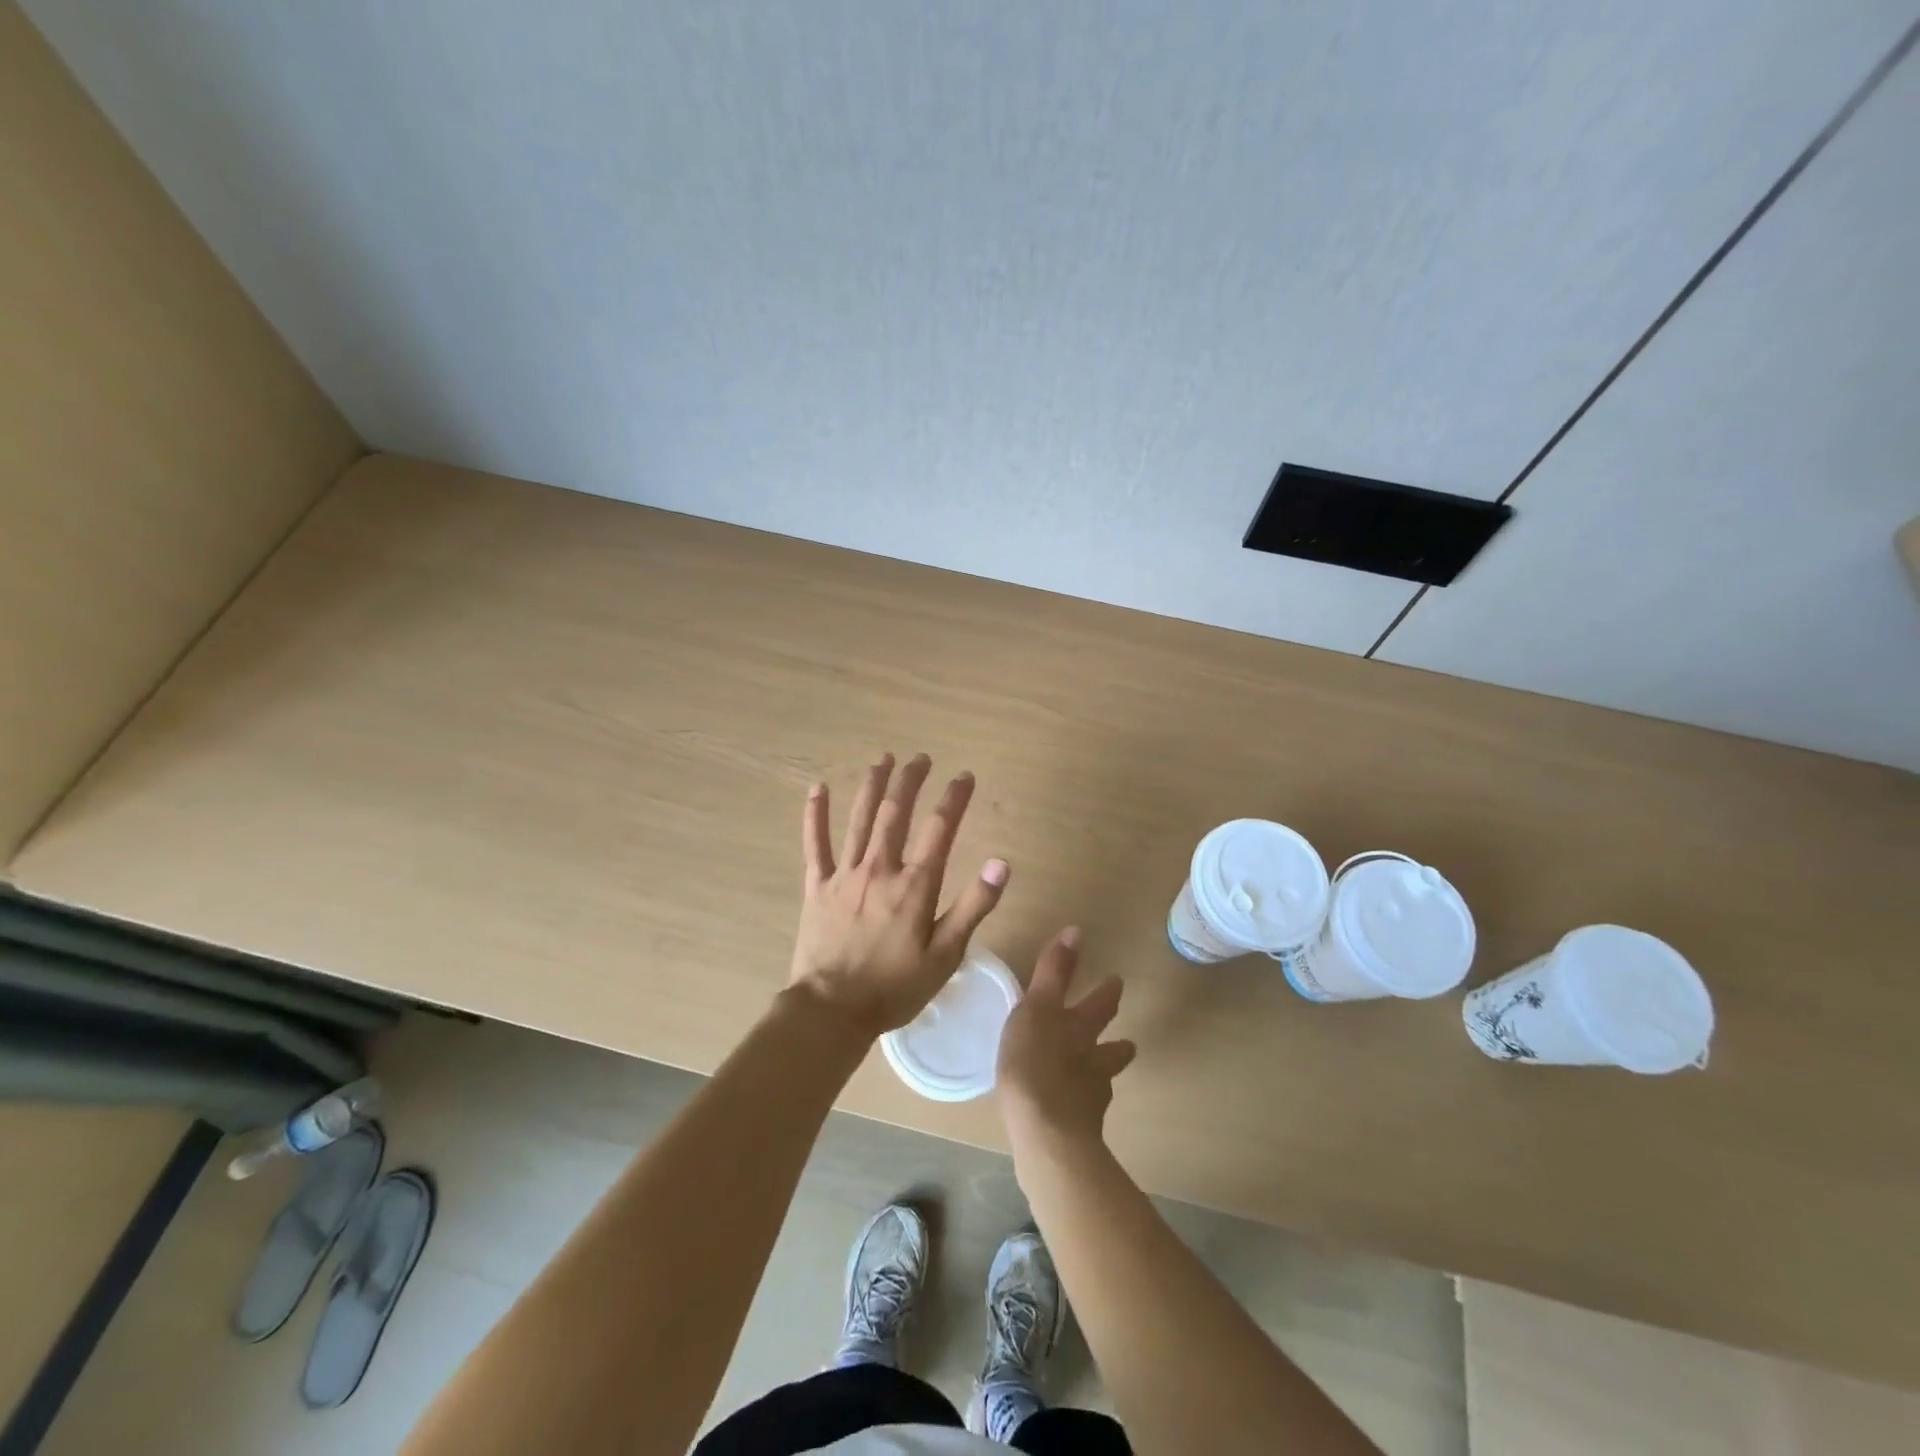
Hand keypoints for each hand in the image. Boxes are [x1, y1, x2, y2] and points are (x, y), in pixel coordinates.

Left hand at [789, 753, 1008, 1037]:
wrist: (831, 1011)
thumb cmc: (894, 988)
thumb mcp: (946, 955)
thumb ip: (973, 906)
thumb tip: (1000, 862)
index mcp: (914, 885)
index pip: (940, 829)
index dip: (954, 798)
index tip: (965, 775)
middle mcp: (880, 868)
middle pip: (896, 812)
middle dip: (911, 780)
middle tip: (921, 758)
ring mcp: (844, 874)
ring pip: (860, 818)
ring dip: (873, 785)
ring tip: (884, 759)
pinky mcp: (817, 886)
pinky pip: (815, 844)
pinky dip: (815, 814)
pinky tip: (816, 787)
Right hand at [997, 928, 1136, 1151]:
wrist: (1045, 1134)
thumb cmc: (1034, 1062)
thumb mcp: (1036, 1007)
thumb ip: (1054, 971)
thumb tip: (1076, 930)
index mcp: (1080, 1028)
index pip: (1101, 1004)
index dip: (1108, 992)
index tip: (1117, 982)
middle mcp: (1093, 1060)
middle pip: (1112, 1048)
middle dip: (1117, 1041)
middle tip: (1126, 1040)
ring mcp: (1090, 1098)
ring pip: (1103, 1081)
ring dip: (1102, 1077)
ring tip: (1099, 1078)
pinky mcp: (1079, 1130)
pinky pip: (1084, 1113)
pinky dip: (1081, 1107)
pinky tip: (1071, 1112)